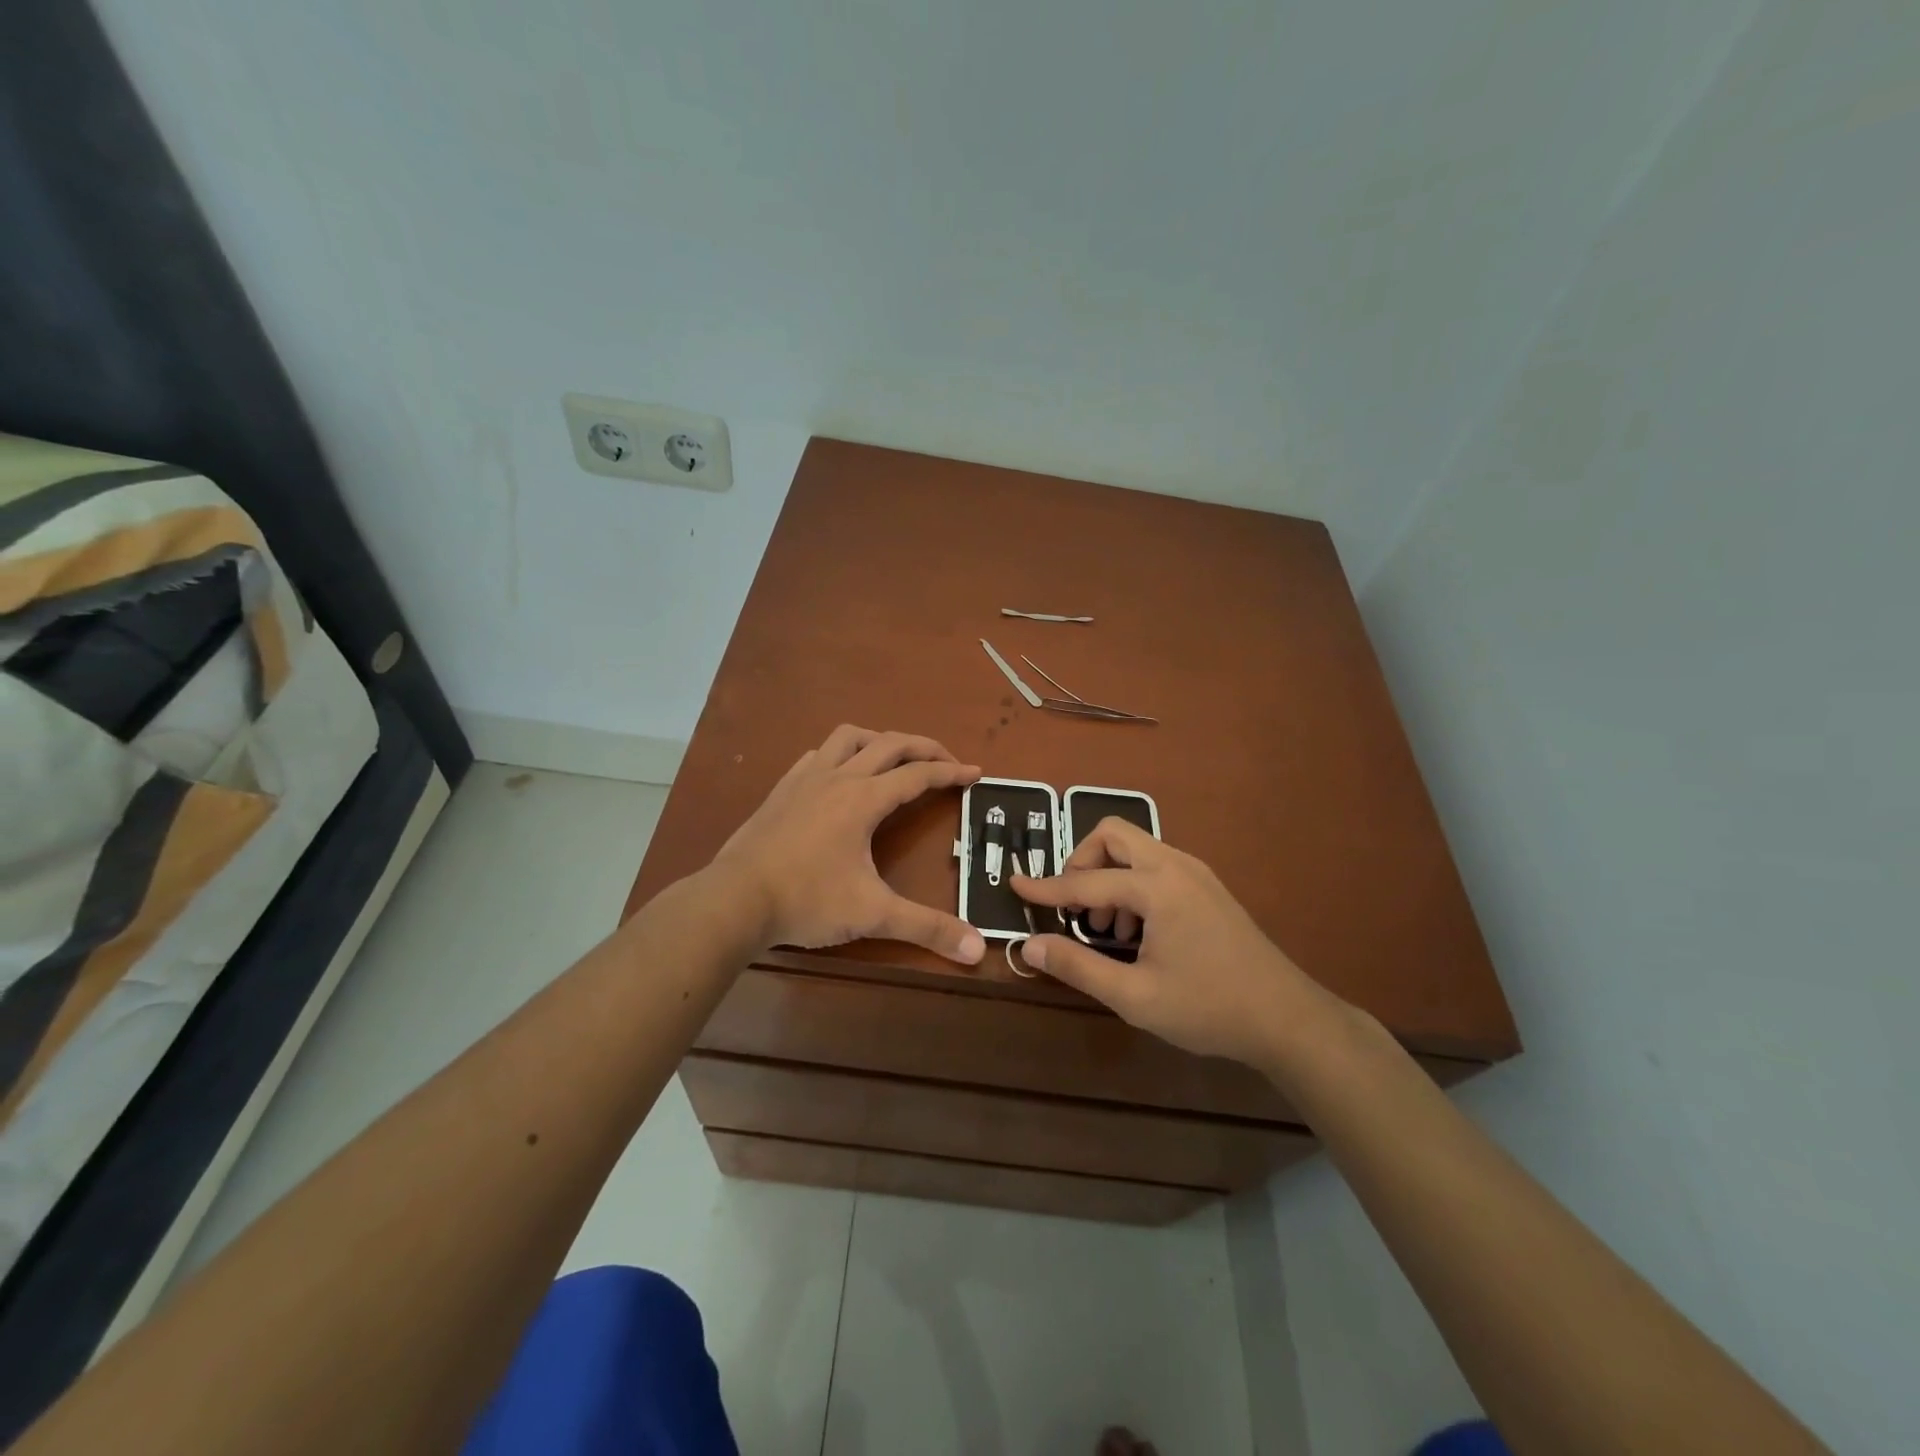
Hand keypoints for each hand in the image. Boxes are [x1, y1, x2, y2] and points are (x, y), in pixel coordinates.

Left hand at [711, 725, 986, 964]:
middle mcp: (838, 777)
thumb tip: (977, 949)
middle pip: (890, 744)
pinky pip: (816, 755)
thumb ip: (927, 928)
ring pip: (848, 737)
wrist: (734, 900)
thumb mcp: (873, 914)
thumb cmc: (807, 901)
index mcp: (864, 799)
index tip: (976, 773)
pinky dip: (839, 755)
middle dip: (924, 748)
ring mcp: (805, 779)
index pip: (918, 775)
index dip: (951, 773)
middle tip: (946, 762)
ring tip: (894, 759)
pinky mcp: (781, 789)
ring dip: (879, 740)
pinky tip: (838, 775)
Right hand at [1011, 817, 1330, 1068]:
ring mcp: (1196, 872)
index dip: (1046, 888)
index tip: (1014, 885)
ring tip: (1108, 928)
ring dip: (1109, 875)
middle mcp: (1175, 865)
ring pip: (1136, 848)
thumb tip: (1030, 945)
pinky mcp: (1207, 886)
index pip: (1085, 880)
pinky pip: (1156, 865)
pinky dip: (1133, 883)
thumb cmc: (1208, 1008)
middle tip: (1075, 907)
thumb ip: (1079, 966)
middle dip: (1083, 862)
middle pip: (1113, 835)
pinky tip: (1138, 931)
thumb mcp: (1135, 997)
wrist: (1287, 1018)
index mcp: (1157, 887)